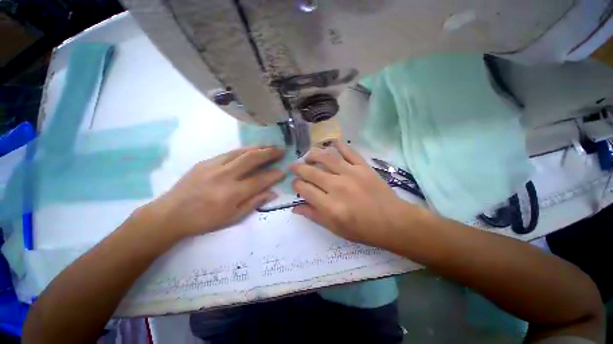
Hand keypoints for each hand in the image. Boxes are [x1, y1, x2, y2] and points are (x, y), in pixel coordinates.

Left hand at [147, 146, 284, 238]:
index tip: (283, 171)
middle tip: (281, 150)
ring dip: (259, 147)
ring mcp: (214, 166)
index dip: (274, 175)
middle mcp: (225, 176)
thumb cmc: (204, 220)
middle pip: (252, 159)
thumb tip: (272, 192)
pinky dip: (244, 150)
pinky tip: (251, 149)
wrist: (171, 214)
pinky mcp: (206, 161)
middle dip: (269, 153)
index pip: (260, 180)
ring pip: (241, 152)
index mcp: (232, 193)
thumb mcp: (232, 217)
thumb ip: (254, 202)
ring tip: (270, 146)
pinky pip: (230, 152)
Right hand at [291, 141, 414, 248]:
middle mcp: (337, 187)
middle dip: (299, 168)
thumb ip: (313, 216)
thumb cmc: (362, 229)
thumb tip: (295, 207)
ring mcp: (351, 174)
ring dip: (313, 154)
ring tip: (308, 156)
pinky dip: (338, 145)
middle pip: (311, 171)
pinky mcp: (363, 167)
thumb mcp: (335, 229)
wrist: (393, 222)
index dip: (296, 185)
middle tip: (295, 167)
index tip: (296, 185)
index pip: (304, 189)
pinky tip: (331, 145)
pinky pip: (348, 151)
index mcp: (330, 206)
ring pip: (326, 157)